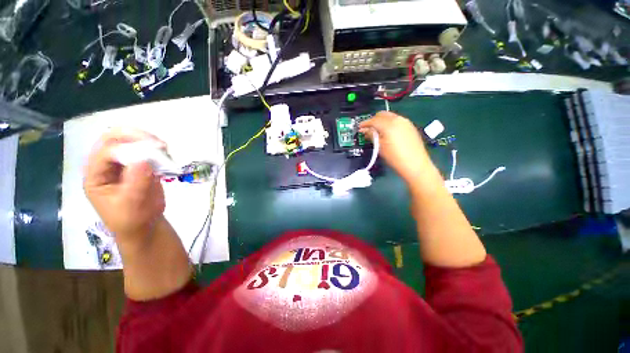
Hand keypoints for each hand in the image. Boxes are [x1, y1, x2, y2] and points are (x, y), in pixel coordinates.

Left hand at [84, 129, 165, 243]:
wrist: (144, 224)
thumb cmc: (131, 218)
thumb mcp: (131, 204)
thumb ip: (136, 181)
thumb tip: (144, 160)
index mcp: (95, 175)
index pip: (105, 152)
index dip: (126, 148)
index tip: (151, 151)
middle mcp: (106, 165)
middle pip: (113, 139)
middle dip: (134, 136)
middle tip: (157, 143)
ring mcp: (123, 164)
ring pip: (129, 141)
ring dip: (146, 140)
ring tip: (164, 148)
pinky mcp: (139, 165)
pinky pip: (144, 150)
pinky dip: (155, 149)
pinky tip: (166, 153)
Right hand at [360, 111, 433, 183]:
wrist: (415, 164)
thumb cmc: (395, 157)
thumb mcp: (380, 147)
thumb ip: (372, 136)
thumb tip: (365, 130)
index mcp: (389, 125)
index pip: (373, 120)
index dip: (365, 123)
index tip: (359, 127)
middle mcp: (398, 119)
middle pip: (382, 114)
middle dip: (373, 120)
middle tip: (368, 129)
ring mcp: (405, 122)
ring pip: (389, 116)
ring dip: (381, 121)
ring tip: (377, 132)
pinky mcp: (410, 126)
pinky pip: (396, 120)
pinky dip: (389, 123)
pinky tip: (387, 132)